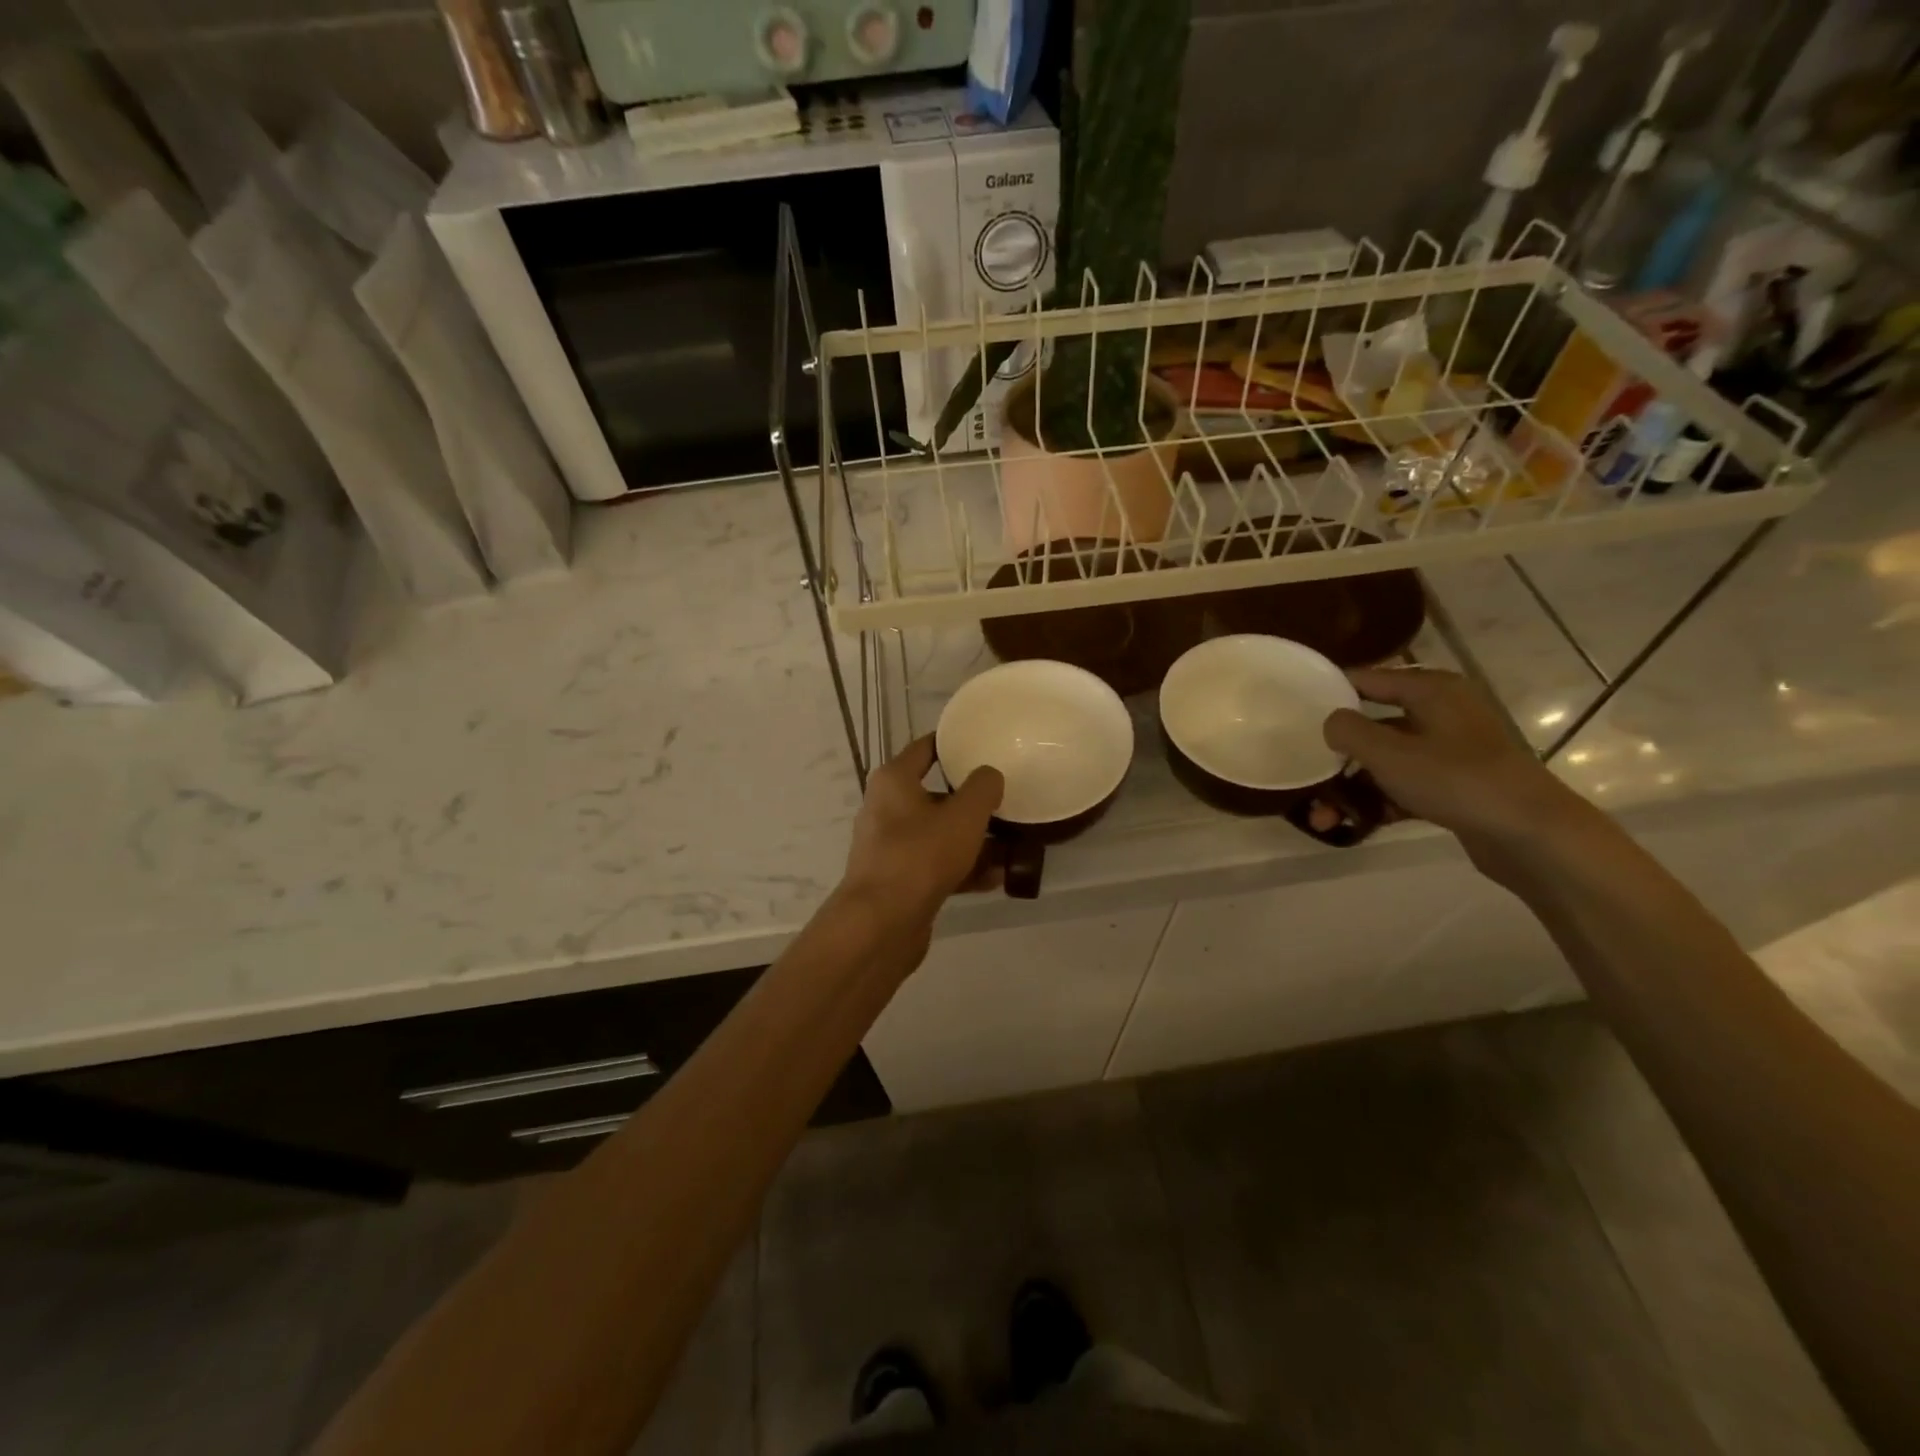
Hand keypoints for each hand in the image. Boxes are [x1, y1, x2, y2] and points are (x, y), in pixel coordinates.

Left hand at [837, 735, 1003, 948]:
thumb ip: (983, 788)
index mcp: (894, 781)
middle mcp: (886, 808)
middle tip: (1005, 801)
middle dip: (971, 802)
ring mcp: (890, 847)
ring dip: (973, 840)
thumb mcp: (964, 815)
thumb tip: (989, 776)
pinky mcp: (898, 880)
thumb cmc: (921, 855)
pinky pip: (936, 865)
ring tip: (1011, 846)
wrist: (881, 923)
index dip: (953, 744)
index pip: (925, 748)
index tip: (982, 744)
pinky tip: (996, 878)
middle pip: (936, 795)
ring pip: (939, 834)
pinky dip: (963, 868)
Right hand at [1322, 668, 1591, 856]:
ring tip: (1322, 819)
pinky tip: (1353, 826)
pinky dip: (1380, 803)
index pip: (1368, 678)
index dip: (1330, 692)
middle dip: (1337, 755)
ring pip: (1387, 762)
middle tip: (1306, 774)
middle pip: (1374, 725)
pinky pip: (1405, 787)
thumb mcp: (1389, 752)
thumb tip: (1330, 722)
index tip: (1294, 711)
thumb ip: (1348, 730)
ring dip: (1352, 788)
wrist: (1531, 834)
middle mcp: (1442, 713)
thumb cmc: (1455, 779)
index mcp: (1431, 690)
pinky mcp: (1456, 786)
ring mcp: (1451, 751)